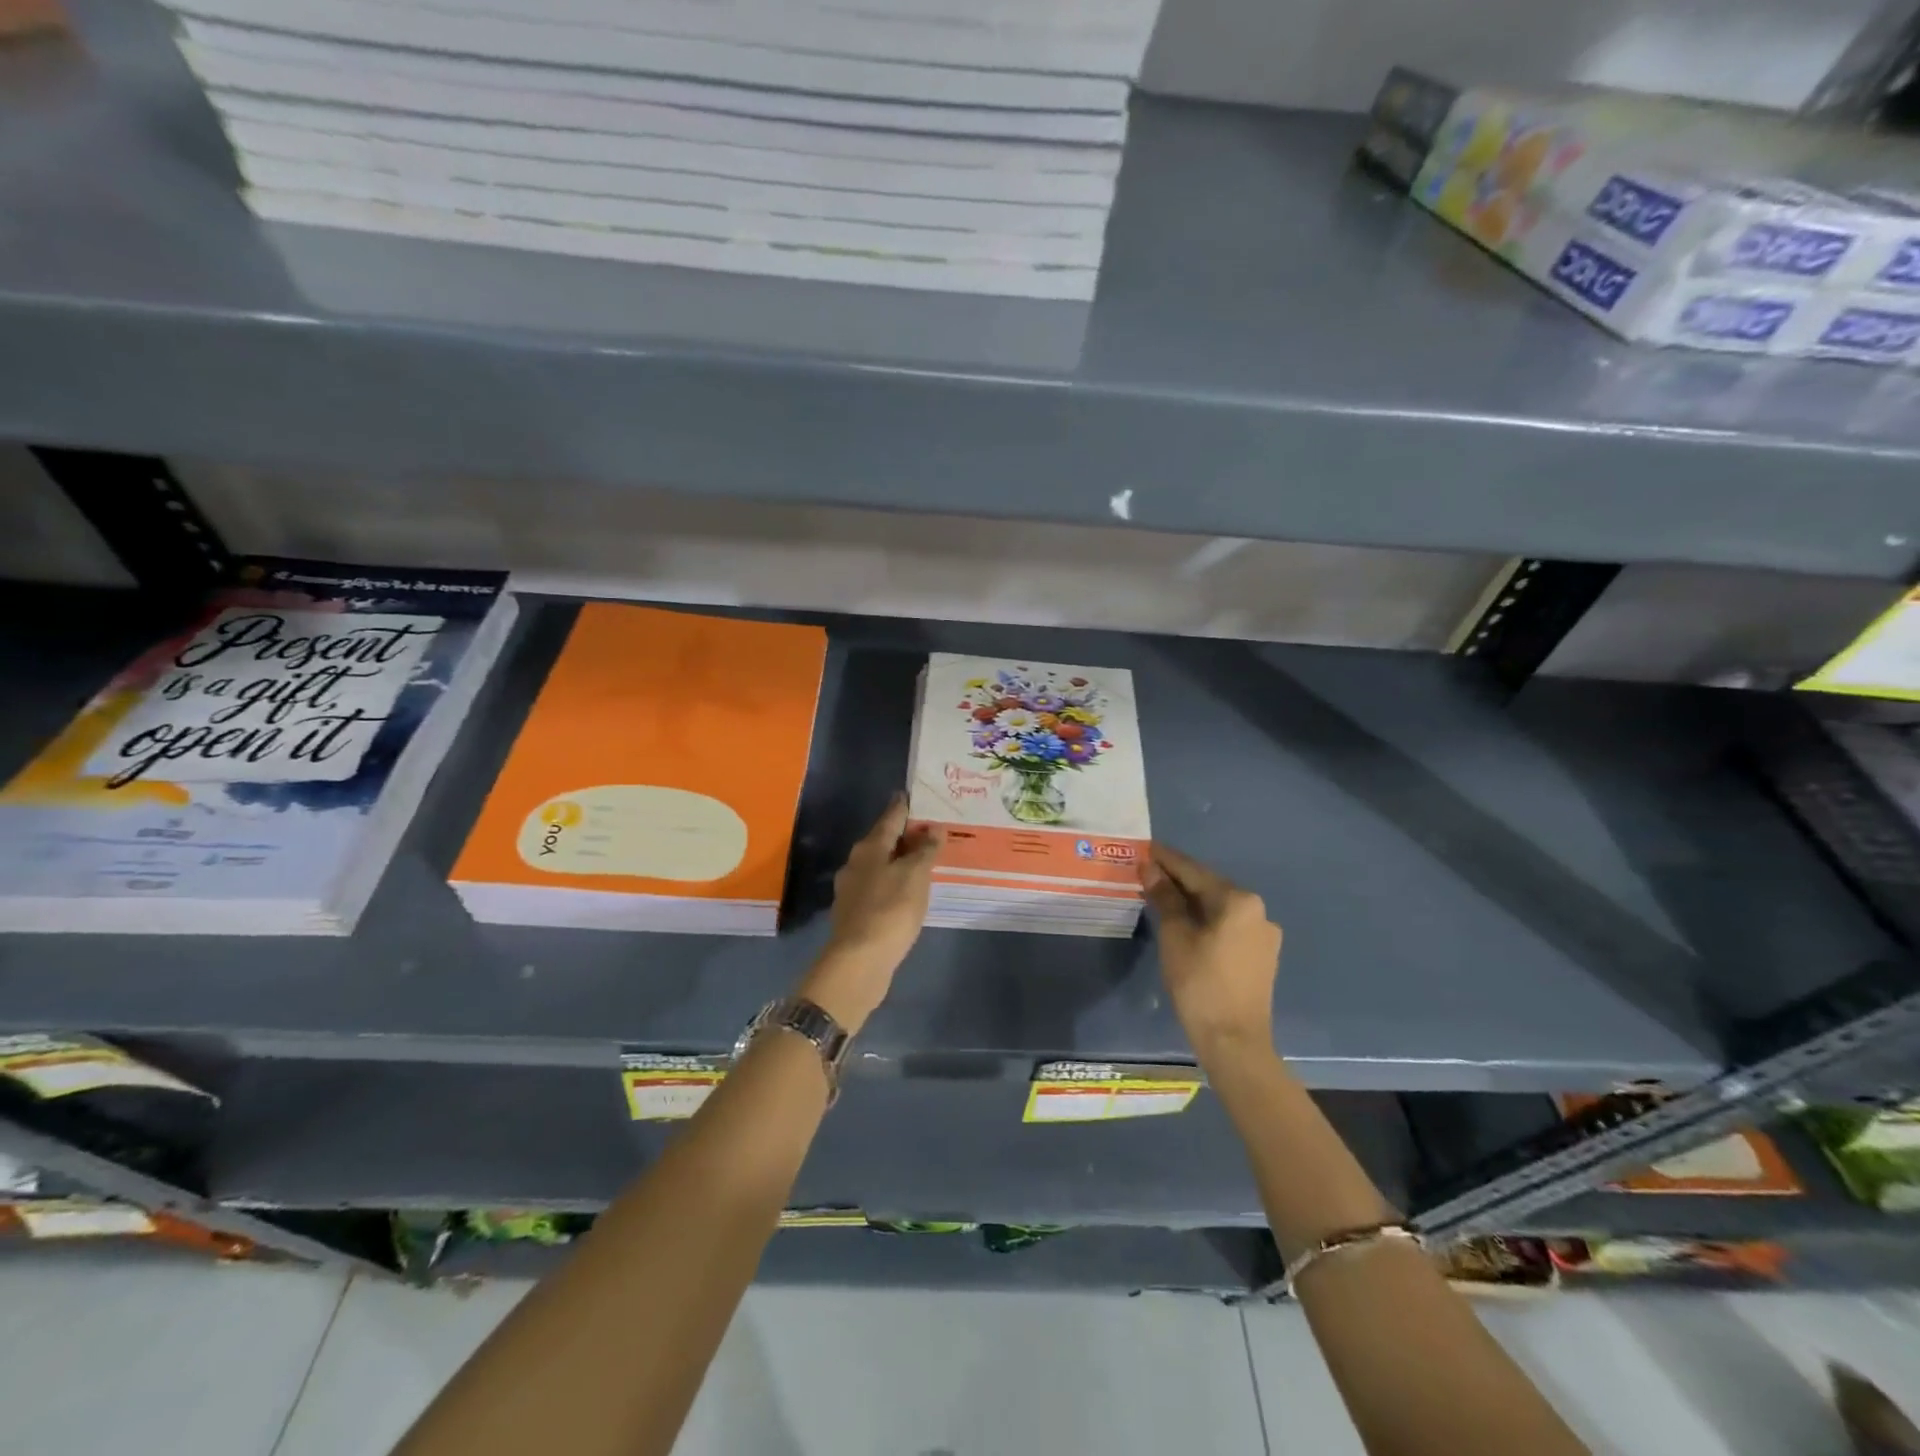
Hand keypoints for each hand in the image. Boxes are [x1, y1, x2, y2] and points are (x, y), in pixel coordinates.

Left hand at [800, 794, 944, 1033]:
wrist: (859, 961)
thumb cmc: (890, 910)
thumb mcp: (915, 876)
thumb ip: (925, 850)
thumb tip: (933, 828)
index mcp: (869, 848)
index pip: (890, 817)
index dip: (904, 806)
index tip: (914, 795)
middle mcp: (855, 863)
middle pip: (882, 840)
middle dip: (904, 835)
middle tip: (929, 831)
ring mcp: (852, 890)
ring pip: (879, 865)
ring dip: (899, 861)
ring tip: (923, 862)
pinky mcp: (855, 914)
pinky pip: (878, 887)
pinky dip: (894, 883)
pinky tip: (907, 892)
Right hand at [1143, 843, 1281, 1057]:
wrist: (1234, 1042)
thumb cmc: (1200, 984)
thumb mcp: (1175, 936)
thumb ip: (1165, 898)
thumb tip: (1151, 868)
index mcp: (1239, 901)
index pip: (1194, 871)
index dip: (1167, 860)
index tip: (1146, 847)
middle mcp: (1258, 911)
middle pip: (1209, 887)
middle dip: (1178, 880)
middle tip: (1147, 871)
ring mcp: (1264, 935)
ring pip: (1219, 908)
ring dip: (1191, 900)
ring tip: (1161, 896)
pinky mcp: (1261, 956)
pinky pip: (1228, 926)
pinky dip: (1205, 920)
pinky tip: (1185, 923)